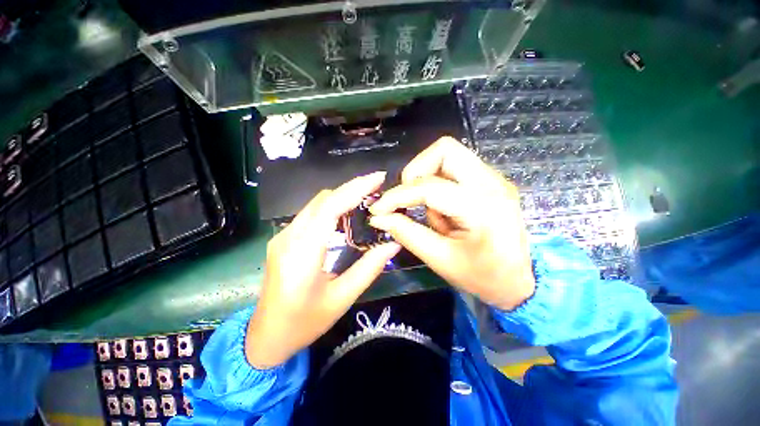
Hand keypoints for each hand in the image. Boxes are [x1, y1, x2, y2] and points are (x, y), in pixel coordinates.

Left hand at [246, 172, 401, 368]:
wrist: (266, 336)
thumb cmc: (304, 323)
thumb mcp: (342, 299)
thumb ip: (369, 268)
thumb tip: (393, 244)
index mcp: (302, 254)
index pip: (330, 208)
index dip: (355, 189)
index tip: (377, 178)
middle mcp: (288, 238)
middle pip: (323, 200)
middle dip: (352, 189)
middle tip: (377, 188)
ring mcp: (283, 236)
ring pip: (316, 204)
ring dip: (342, 197)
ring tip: (366, 199)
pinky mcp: (284, 239)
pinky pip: (311, 214)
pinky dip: (332, 208)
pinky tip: (346, 215)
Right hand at [369, 137, 534, 310]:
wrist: (521, 280)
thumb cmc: (483, 277)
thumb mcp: (441, 259)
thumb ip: (407, 233)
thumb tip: (379, 217)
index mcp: (482, 207)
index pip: (429, 187)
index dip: (397, 196)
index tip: (377, 209)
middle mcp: (491, 183)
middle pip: (444, 150)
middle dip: (415, 171)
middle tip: (407, 198)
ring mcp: (494, 178)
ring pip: (449, 154)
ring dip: (427, 178)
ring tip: (430, 210)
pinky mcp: (490, 181)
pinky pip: (455, 167)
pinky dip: (438, 182)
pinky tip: (442, 208)